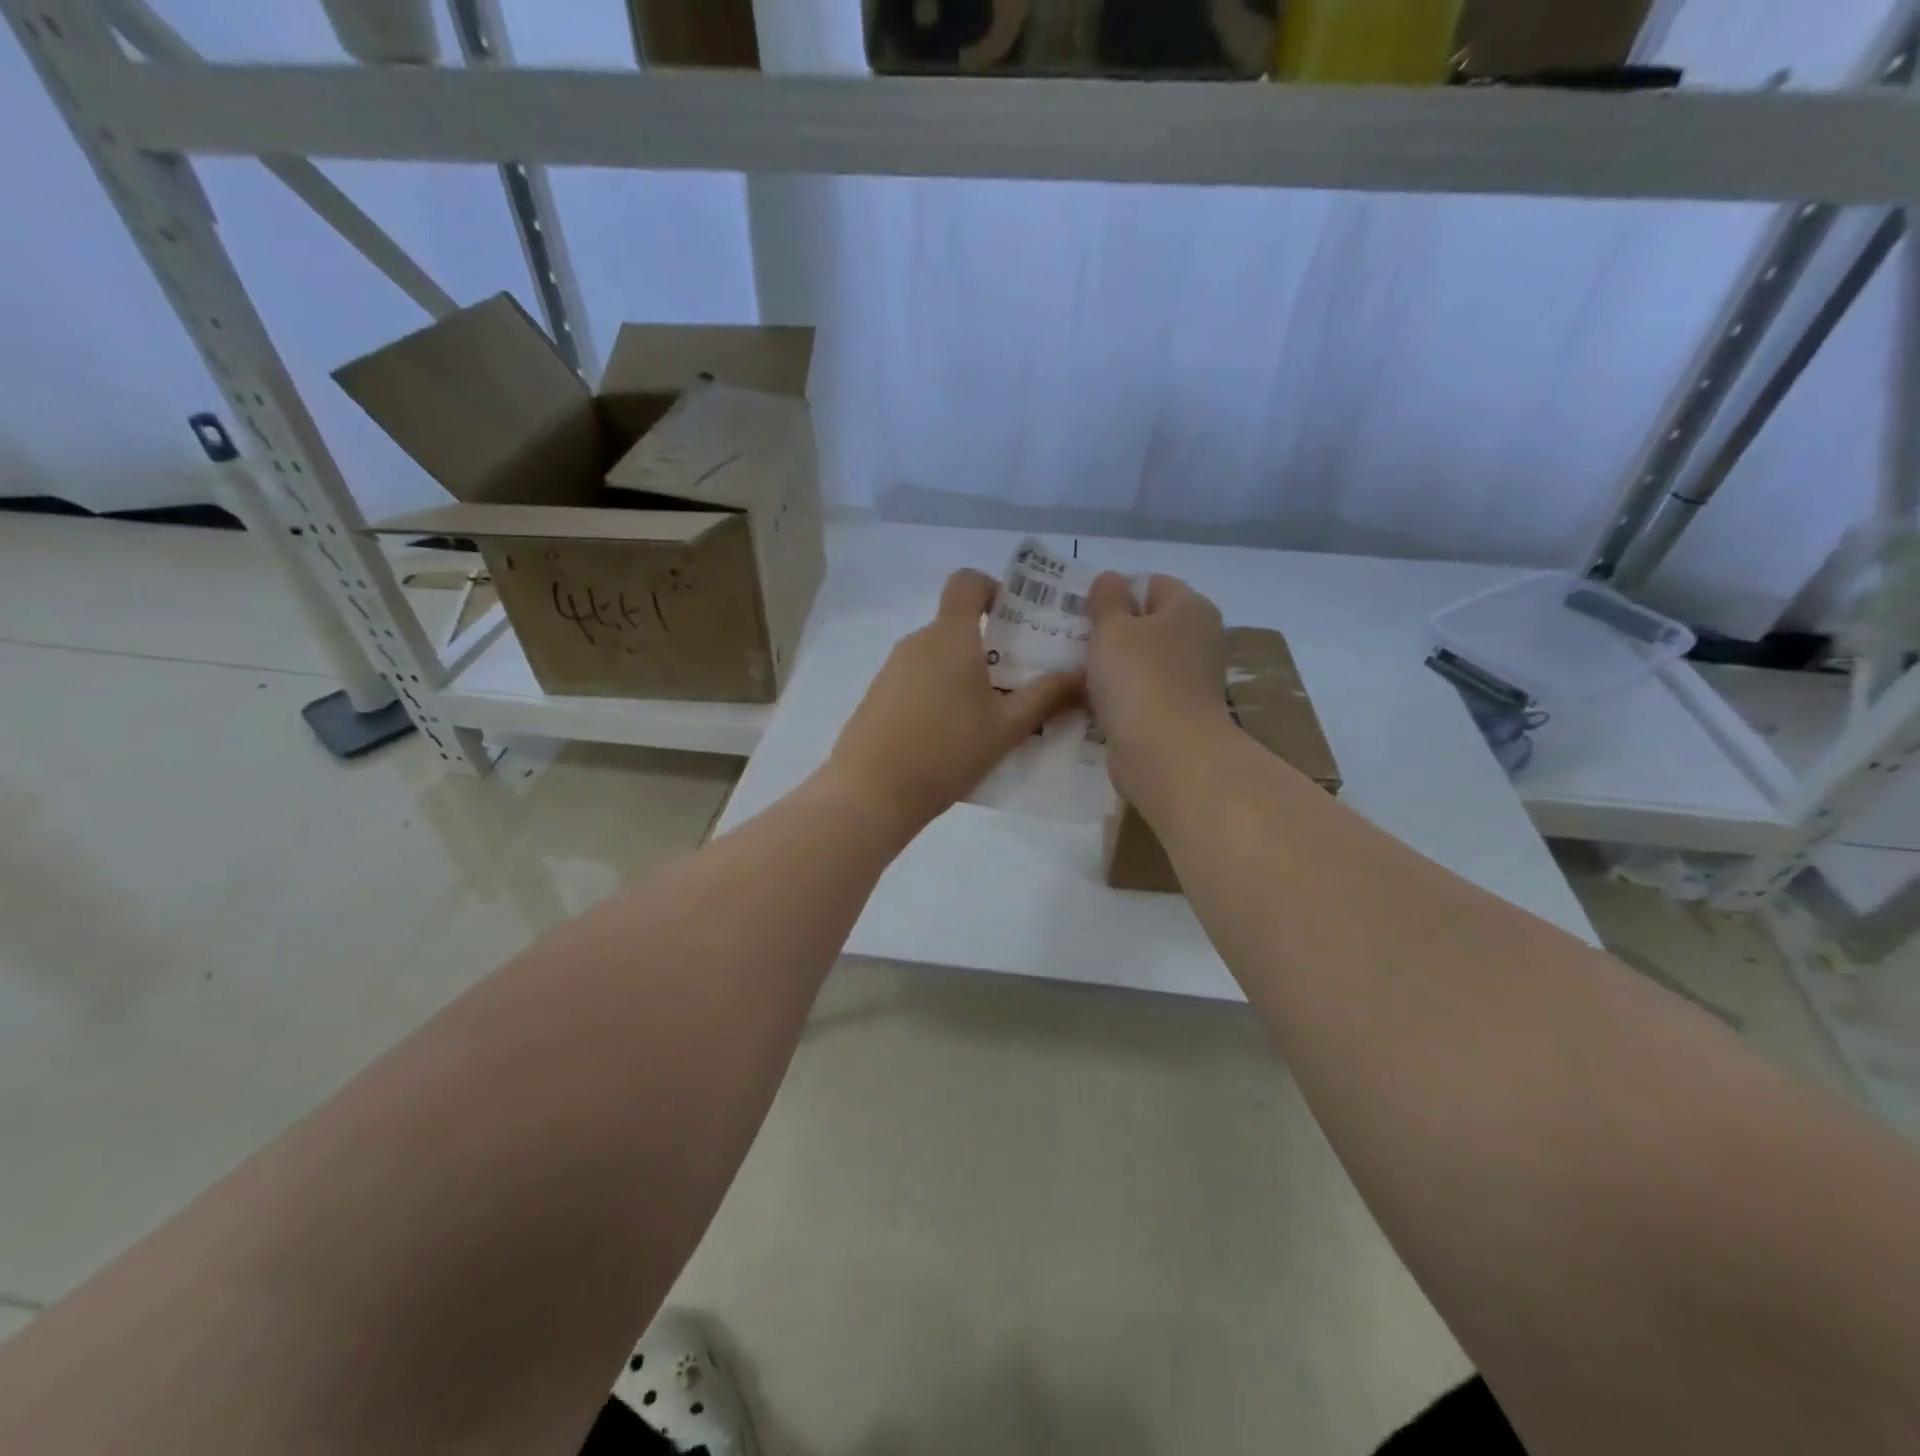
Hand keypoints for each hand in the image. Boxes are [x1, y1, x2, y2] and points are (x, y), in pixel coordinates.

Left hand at [824, 569, 1081, 831]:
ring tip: (993, 717)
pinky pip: (919, 681)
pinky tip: (954, 736)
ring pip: (940, 657)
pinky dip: (941, 694)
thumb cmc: (946, 751)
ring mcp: (892, 669)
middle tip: (1022, 682)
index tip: (1016, 620)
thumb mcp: (1007, 727)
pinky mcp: (878, 696)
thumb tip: (1084, 675)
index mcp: (950, 636)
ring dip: (967, 674)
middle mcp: (917, 642)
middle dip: (992, 645)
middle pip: (957, 625)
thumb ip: (1047, 697)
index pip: (967, 582)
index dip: (994, 589)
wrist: (870, 793)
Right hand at [1085, 572, 1230, 804]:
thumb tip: (1110, 579)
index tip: (1082, 612)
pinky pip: (1140, 695)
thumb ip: (1107, 598)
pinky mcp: (1175, 715)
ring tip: (1074, 672)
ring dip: (1110, 667)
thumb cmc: (1140, 679)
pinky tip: (1091, 703)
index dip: (1116, 592)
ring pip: (1140, 662)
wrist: (1167, 756)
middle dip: (1110, 631)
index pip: (1151, 583)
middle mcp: (1197, 640)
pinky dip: (1118, 697)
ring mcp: (1189, 681)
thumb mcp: (1113, 627)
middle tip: (1071, 641)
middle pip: (1146, 624)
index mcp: (1190, 608)